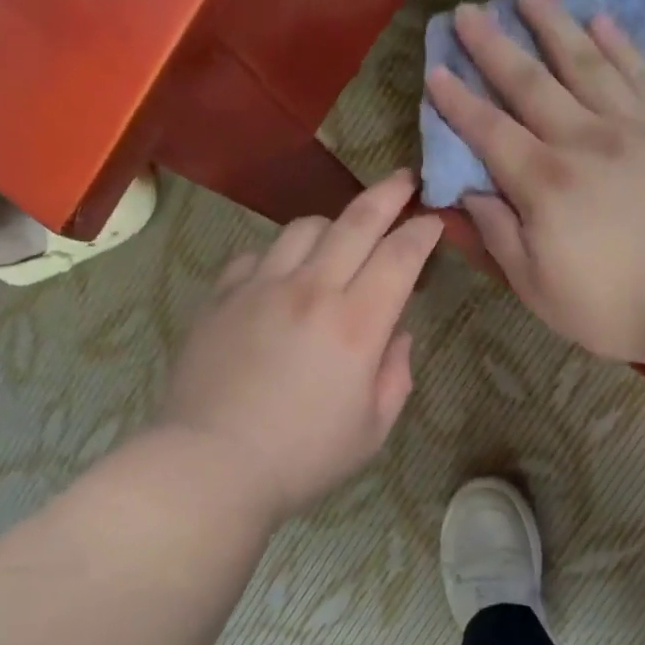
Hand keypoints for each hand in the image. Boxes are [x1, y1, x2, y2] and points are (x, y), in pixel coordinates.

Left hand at [158, 171, 443, 521]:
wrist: (211, 464)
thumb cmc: (302, 457)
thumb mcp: (371, 430)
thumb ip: (395, 375)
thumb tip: (398, 334)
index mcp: (357, 324)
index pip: (400, 256)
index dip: (422, 232)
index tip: (433, 220)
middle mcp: (311, 290)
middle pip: (356, 221)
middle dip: (388, 194)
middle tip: (403, 181)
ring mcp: (260, 287)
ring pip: (303, 228)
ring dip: (332, 224)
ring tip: (341, 236)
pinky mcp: (222, 296)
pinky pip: (257, 255)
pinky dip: (279, 256)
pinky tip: (281, 274)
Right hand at [426, 0, 644, 364]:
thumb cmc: (616, 304)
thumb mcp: (538, 288)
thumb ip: (500, 237)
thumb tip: (469, 196)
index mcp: (543, 183)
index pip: (489, 132)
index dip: (458, 102)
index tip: (435, 70)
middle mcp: (583, 140)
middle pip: (531, 83)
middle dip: (494, 46)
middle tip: (470, 9)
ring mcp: (636, 127)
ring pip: (587, 63)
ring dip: (554, 25)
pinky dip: (621, 45)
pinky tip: (604, 22)